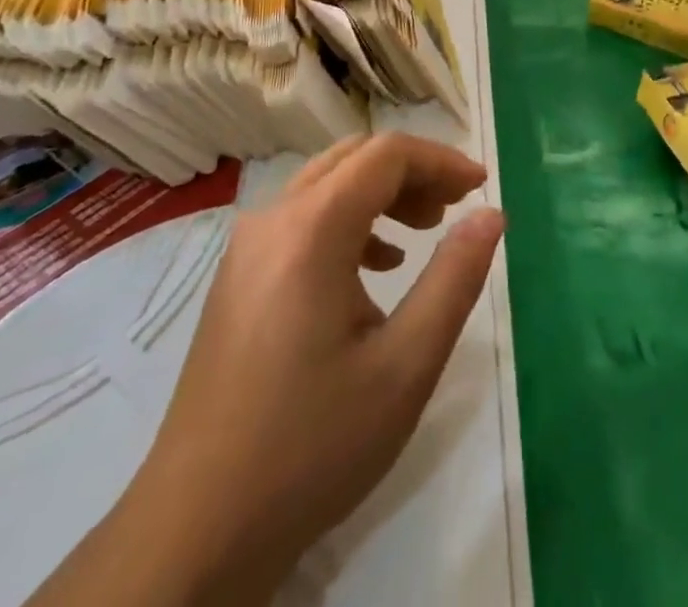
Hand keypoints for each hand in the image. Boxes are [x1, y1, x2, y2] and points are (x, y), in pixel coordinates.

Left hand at [128, 133, 504, 602]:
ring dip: (382, 194)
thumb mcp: (405, 366)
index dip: (441, 161)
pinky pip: (302, 218)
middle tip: (455, 208)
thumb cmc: (311, 446)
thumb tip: (491, 214)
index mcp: (311, 229)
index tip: (481, 188)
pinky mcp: (237, 279)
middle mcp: (272, 221)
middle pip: (355, 160)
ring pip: (327, 185)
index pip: (387, 155)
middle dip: (413, 173)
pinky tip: (375, 269)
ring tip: (423, 232)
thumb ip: (455, 278)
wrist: (196, 532)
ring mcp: (246, 249)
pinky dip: (349, 220)